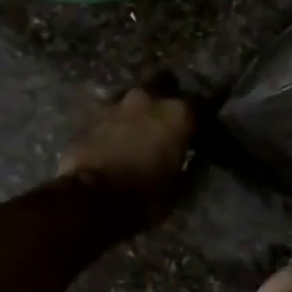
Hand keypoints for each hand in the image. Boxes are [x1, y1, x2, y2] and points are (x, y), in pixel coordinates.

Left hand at [57, 85, 198, 226]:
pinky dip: (114, 126)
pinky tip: (113, 141)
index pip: (201, 107)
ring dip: (137, 114)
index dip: (199, 120)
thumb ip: (187, 161)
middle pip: (163, 90)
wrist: (91, 200)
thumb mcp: (179, 186)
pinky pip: (110, 116)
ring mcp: (116, 103)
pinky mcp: (90, 115)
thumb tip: (188, 154)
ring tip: (136, 134)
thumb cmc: (144, 197)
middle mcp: (149, 99)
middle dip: (164, 105)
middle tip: (164, 126)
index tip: (198, 131)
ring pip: (133, 102)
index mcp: (178, 114)